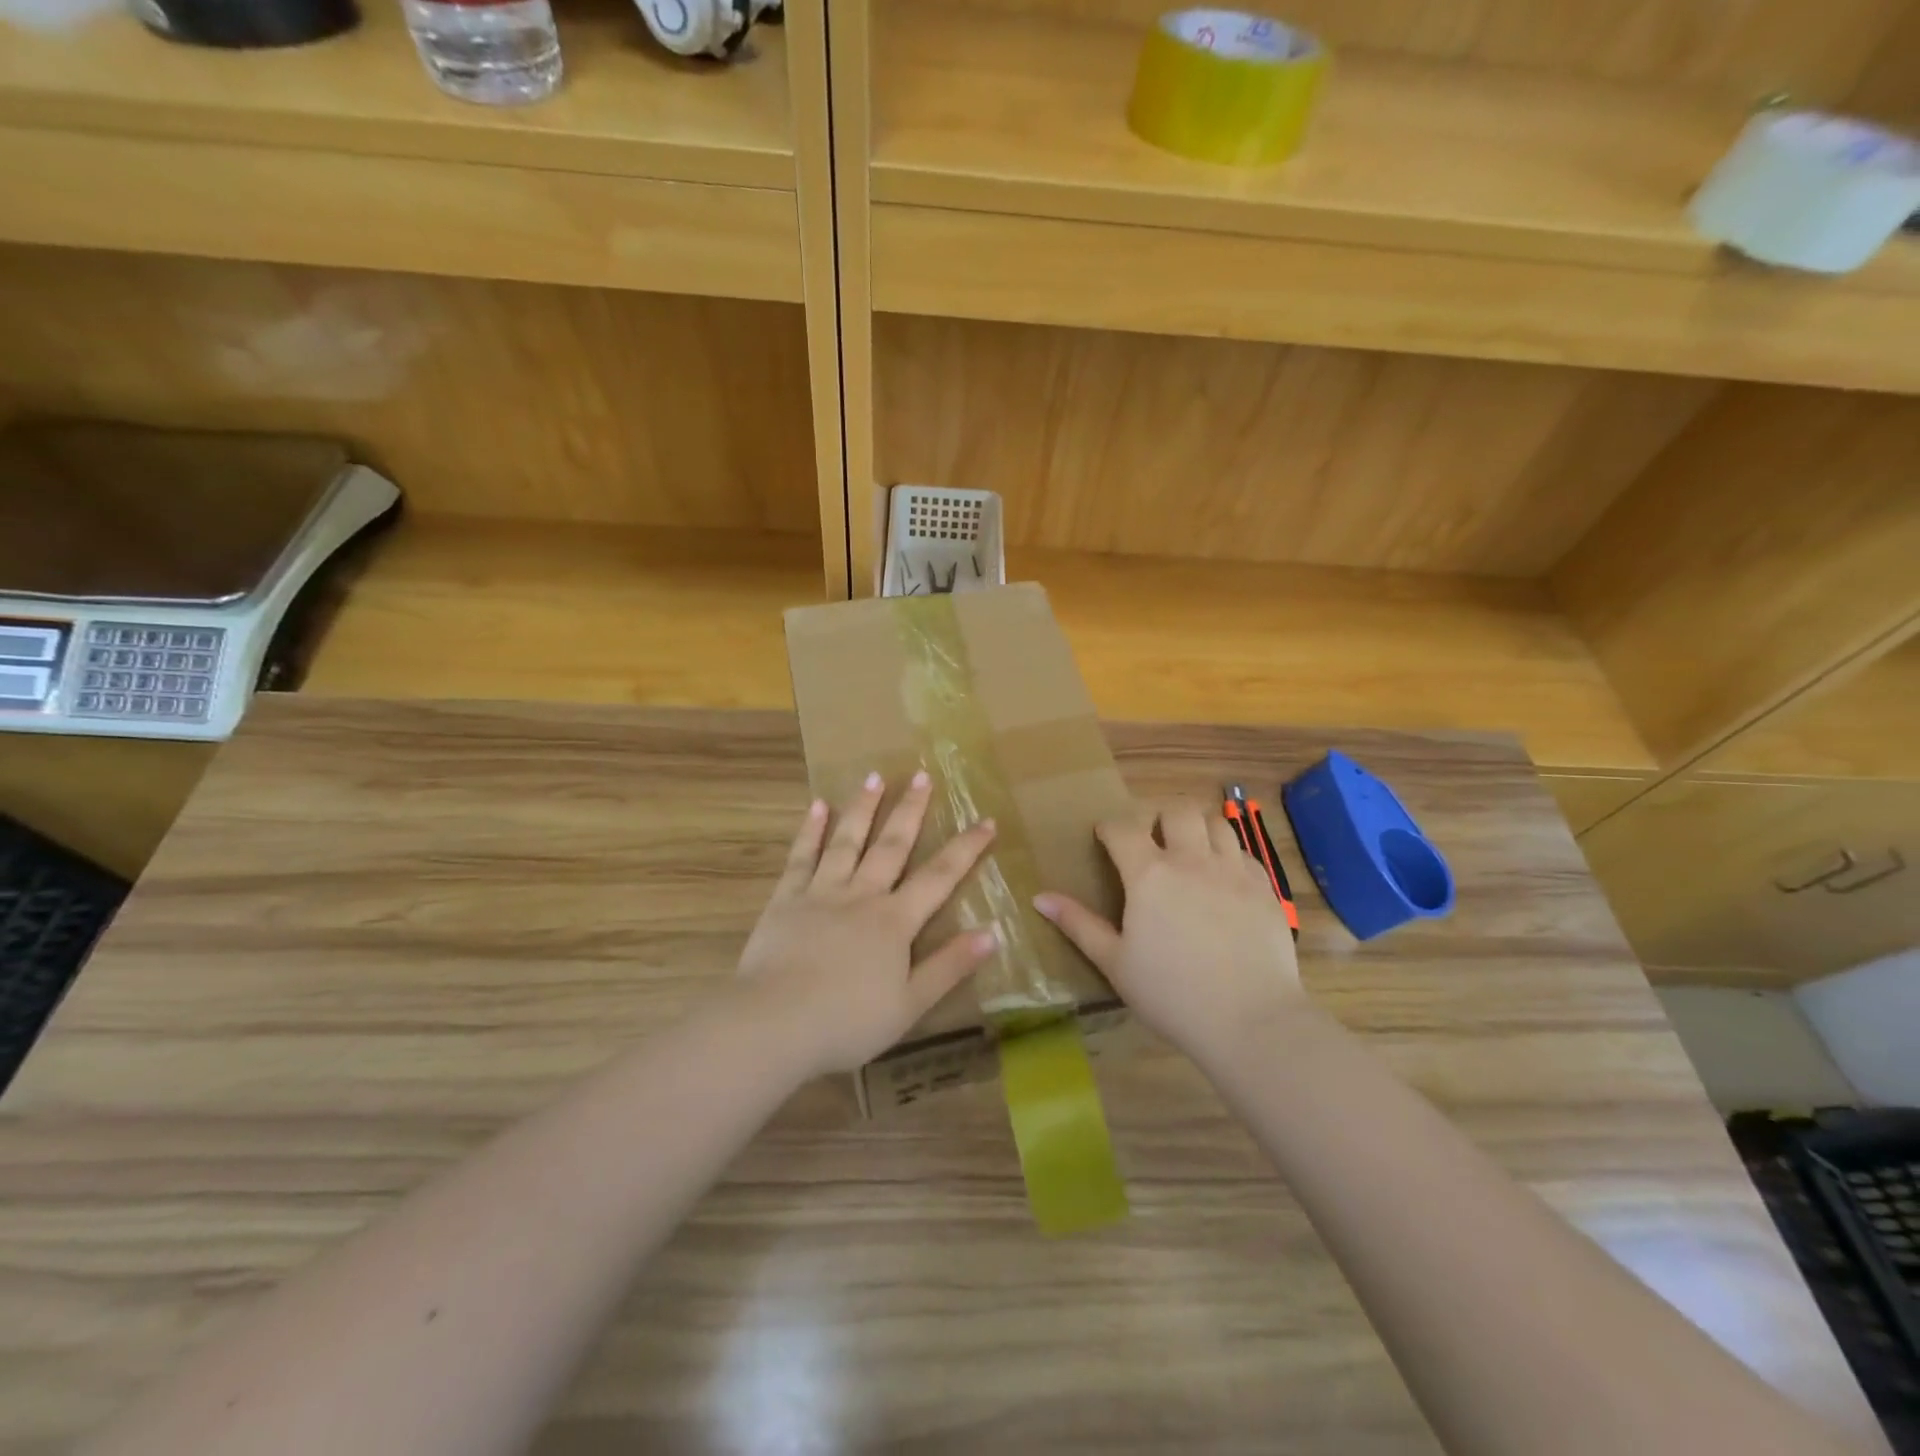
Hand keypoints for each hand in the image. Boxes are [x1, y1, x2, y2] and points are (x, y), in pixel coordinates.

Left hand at [735, 771, 999, 1077]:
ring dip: (863, 808)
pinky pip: (801, 858)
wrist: (774, 1024)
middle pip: (891, 846)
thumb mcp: (910, 1004)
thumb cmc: (847, 1022)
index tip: (986, 819)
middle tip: (922, 775)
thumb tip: (992, 933)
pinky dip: (811, 831)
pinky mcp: (786, 900)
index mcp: (894, 921)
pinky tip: (817, 806)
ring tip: (874, 777)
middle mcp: (861, 896)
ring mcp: (821, 893)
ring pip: (847, 841)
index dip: (966, 848)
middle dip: (910, 810)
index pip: (939, 877)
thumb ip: (949, 966)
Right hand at [1035, 800, 1304, 1065]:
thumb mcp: (1114, 962)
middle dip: (1158, 817)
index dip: (1109, 827)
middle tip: (1152, 841)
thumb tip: (1039, 897)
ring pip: (1216, 823)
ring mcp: (1234, 870)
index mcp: (1149, 874)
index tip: (1105, 838)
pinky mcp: (1265, 888)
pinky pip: (1245, 854)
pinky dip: (1230, 856)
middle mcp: (1192, 860)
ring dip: (1198, 829)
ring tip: (1190, 853)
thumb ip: (1078, 924)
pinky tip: (1224, 881)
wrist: (1250, 1020)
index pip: (1122, 828)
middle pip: (1176, 811)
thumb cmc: (1171, 994)